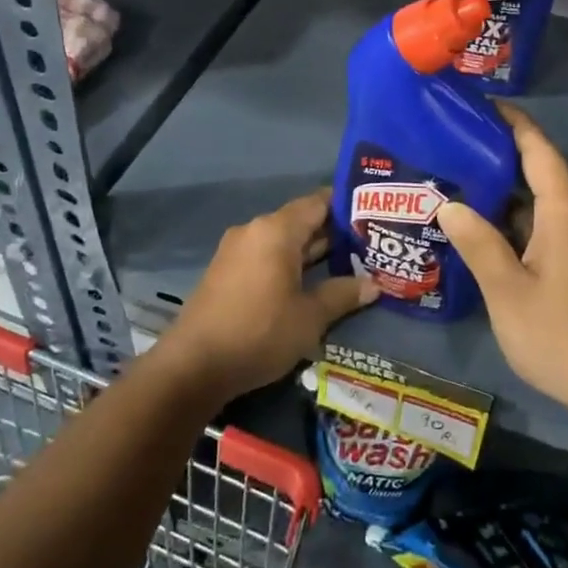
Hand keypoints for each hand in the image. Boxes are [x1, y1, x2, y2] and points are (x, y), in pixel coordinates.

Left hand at [167, 189, 374, 398]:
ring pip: (283, 241)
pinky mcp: (226, 272)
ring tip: (347, 264)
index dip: (347, 206)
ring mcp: (236, 250)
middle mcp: (255, 230)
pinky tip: (310, 283)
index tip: (374, 215)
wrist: (193, 365)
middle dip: (334, 233)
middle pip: (301, 221)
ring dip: (312, 251)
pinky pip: (266, 256)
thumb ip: (342, 295)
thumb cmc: (259, 332)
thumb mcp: (310, 317)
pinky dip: (289, 264)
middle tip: (370, 244)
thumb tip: (373, 285)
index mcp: (276, 230)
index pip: (318, 202)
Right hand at [437, 105, 567, 419]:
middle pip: (541, 172)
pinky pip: (545, 226)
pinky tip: (486, 229)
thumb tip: (449, 205)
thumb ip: (478, 243)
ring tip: (462, 181)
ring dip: (507, 190)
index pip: (540, 150)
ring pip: (542, 202)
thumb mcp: (506, 288)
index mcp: (564, 212)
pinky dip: (516, 218)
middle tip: (456, 144)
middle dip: (503, 154)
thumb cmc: (558, 331)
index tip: (484, 104)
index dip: (514, 123)